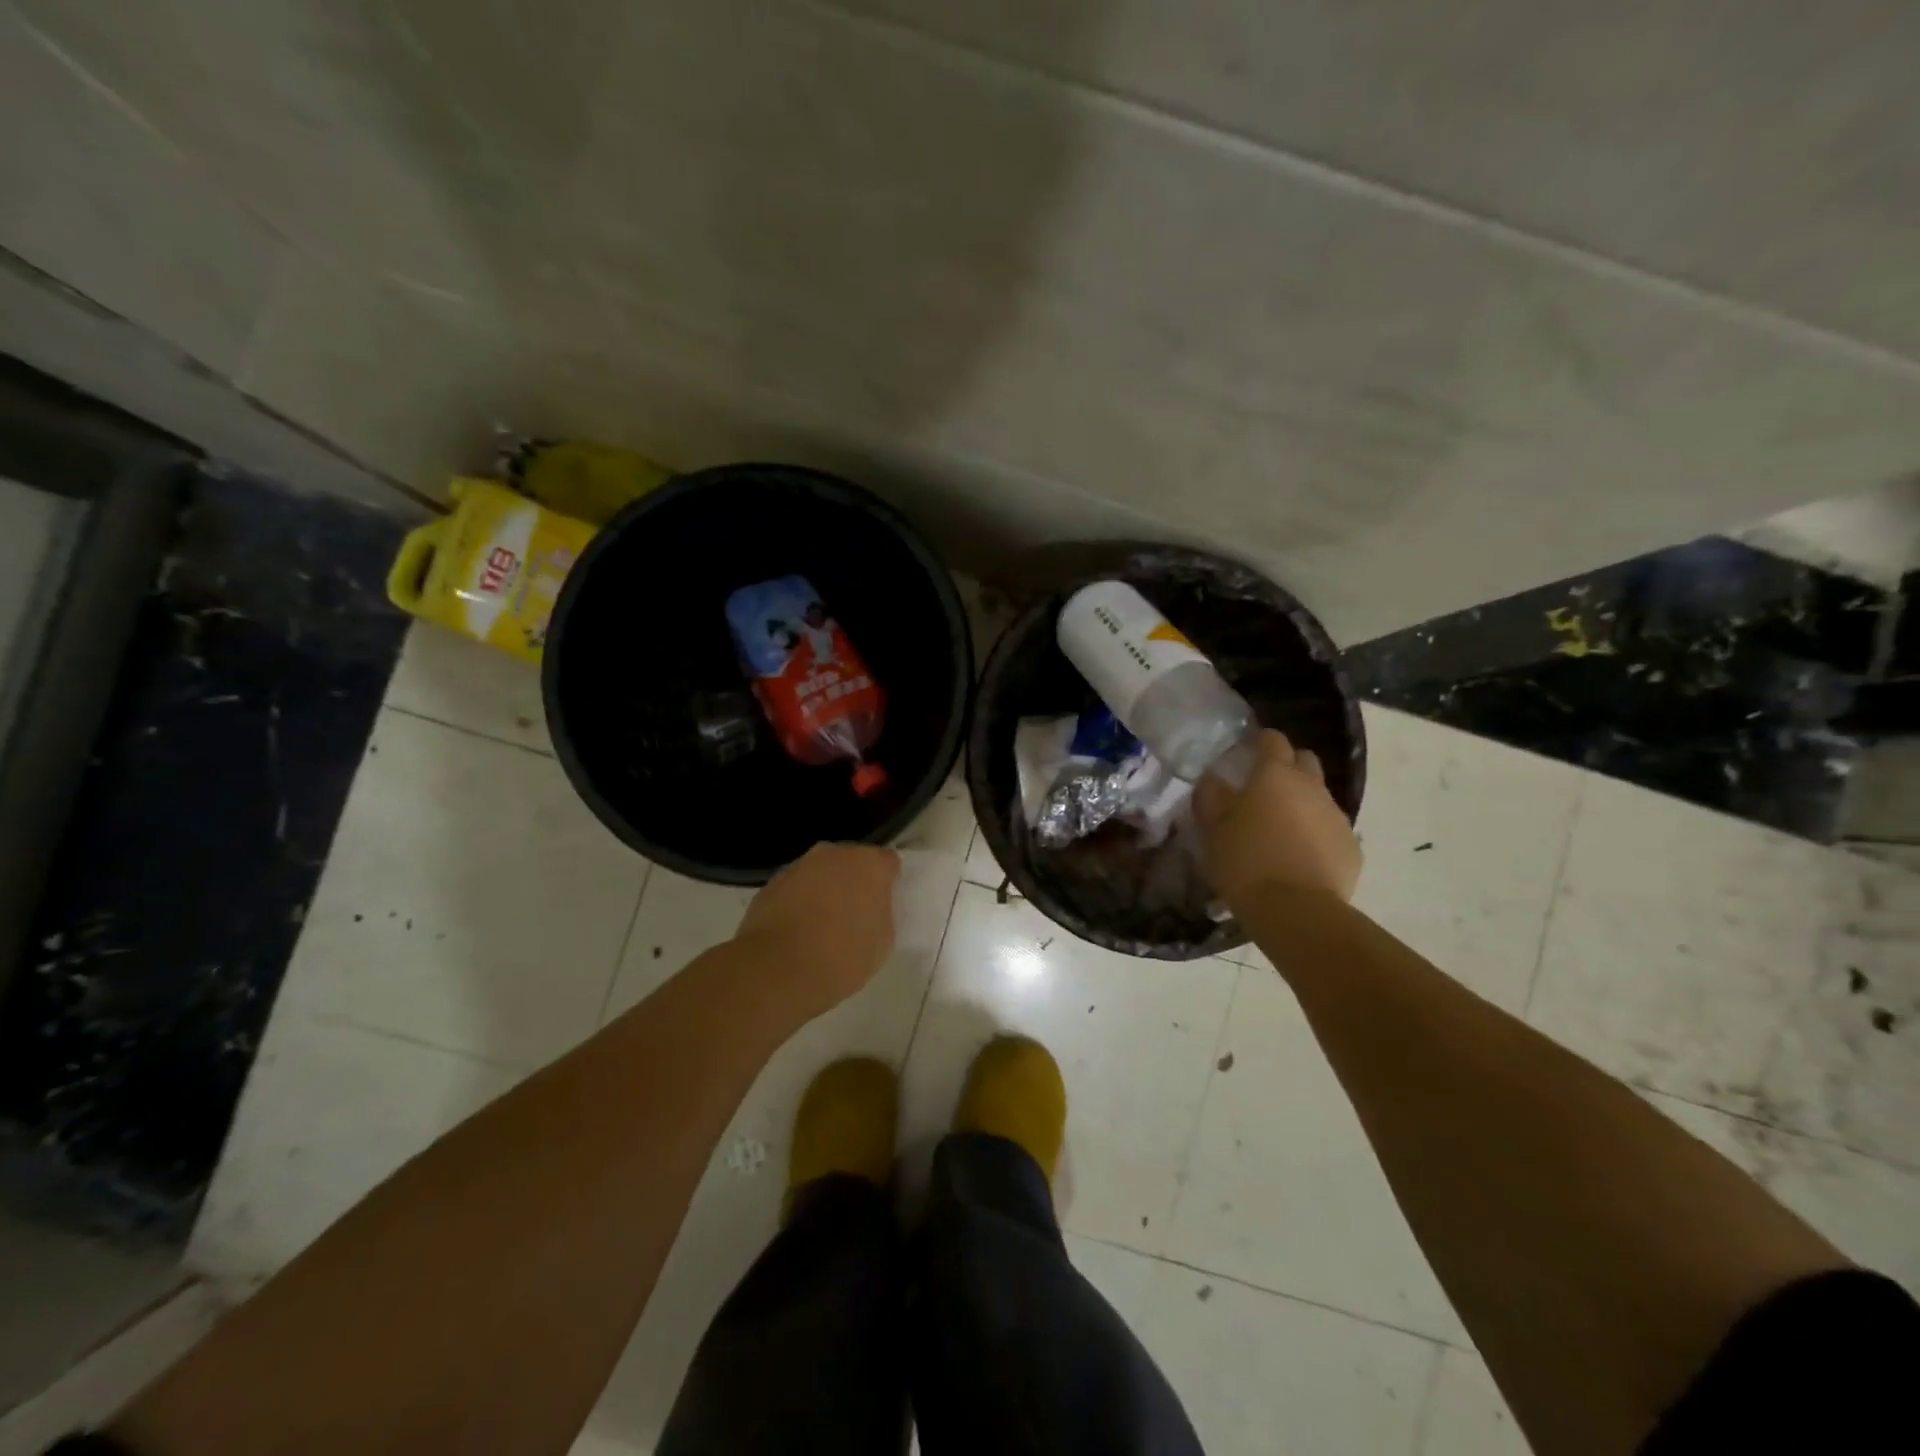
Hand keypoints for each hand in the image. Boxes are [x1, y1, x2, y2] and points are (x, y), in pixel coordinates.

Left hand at [733, 843, 899, 1017]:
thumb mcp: (883, 942)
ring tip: (823, 927)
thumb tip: (873, 906)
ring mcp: (800, 866)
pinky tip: (797, 932)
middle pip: (852, 863)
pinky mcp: (772, 883)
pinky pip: (796, 888)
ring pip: (821, 873)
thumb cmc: (841, 958)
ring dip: (825, 891)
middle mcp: (834, 854)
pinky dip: (799, 902)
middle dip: (855, 884)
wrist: (775, 971)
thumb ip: (883, 913)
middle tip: (856, 916)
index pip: (888, 863)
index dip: (888, 884)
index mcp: (869, 864)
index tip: (885, 906)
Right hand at [1194, 730, 1360, 908]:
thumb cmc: (1246, 861)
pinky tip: (1298, 857)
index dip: (1259, 740)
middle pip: (1305, 760)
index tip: (1246, 749)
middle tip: (1264, 788)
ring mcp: (1337, 817)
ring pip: (1319, 797)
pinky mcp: (1352, 848)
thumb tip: (1214, 780)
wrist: (1296, 911)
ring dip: (1301, 803)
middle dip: (1287, 766)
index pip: (1272, 740)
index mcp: (1276, 775)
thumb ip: (1211, 796)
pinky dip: (1315, 834)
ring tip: (1279, 829)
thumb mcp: (1212, 829)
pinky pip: (1331, 830)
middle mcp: (1312, 787)